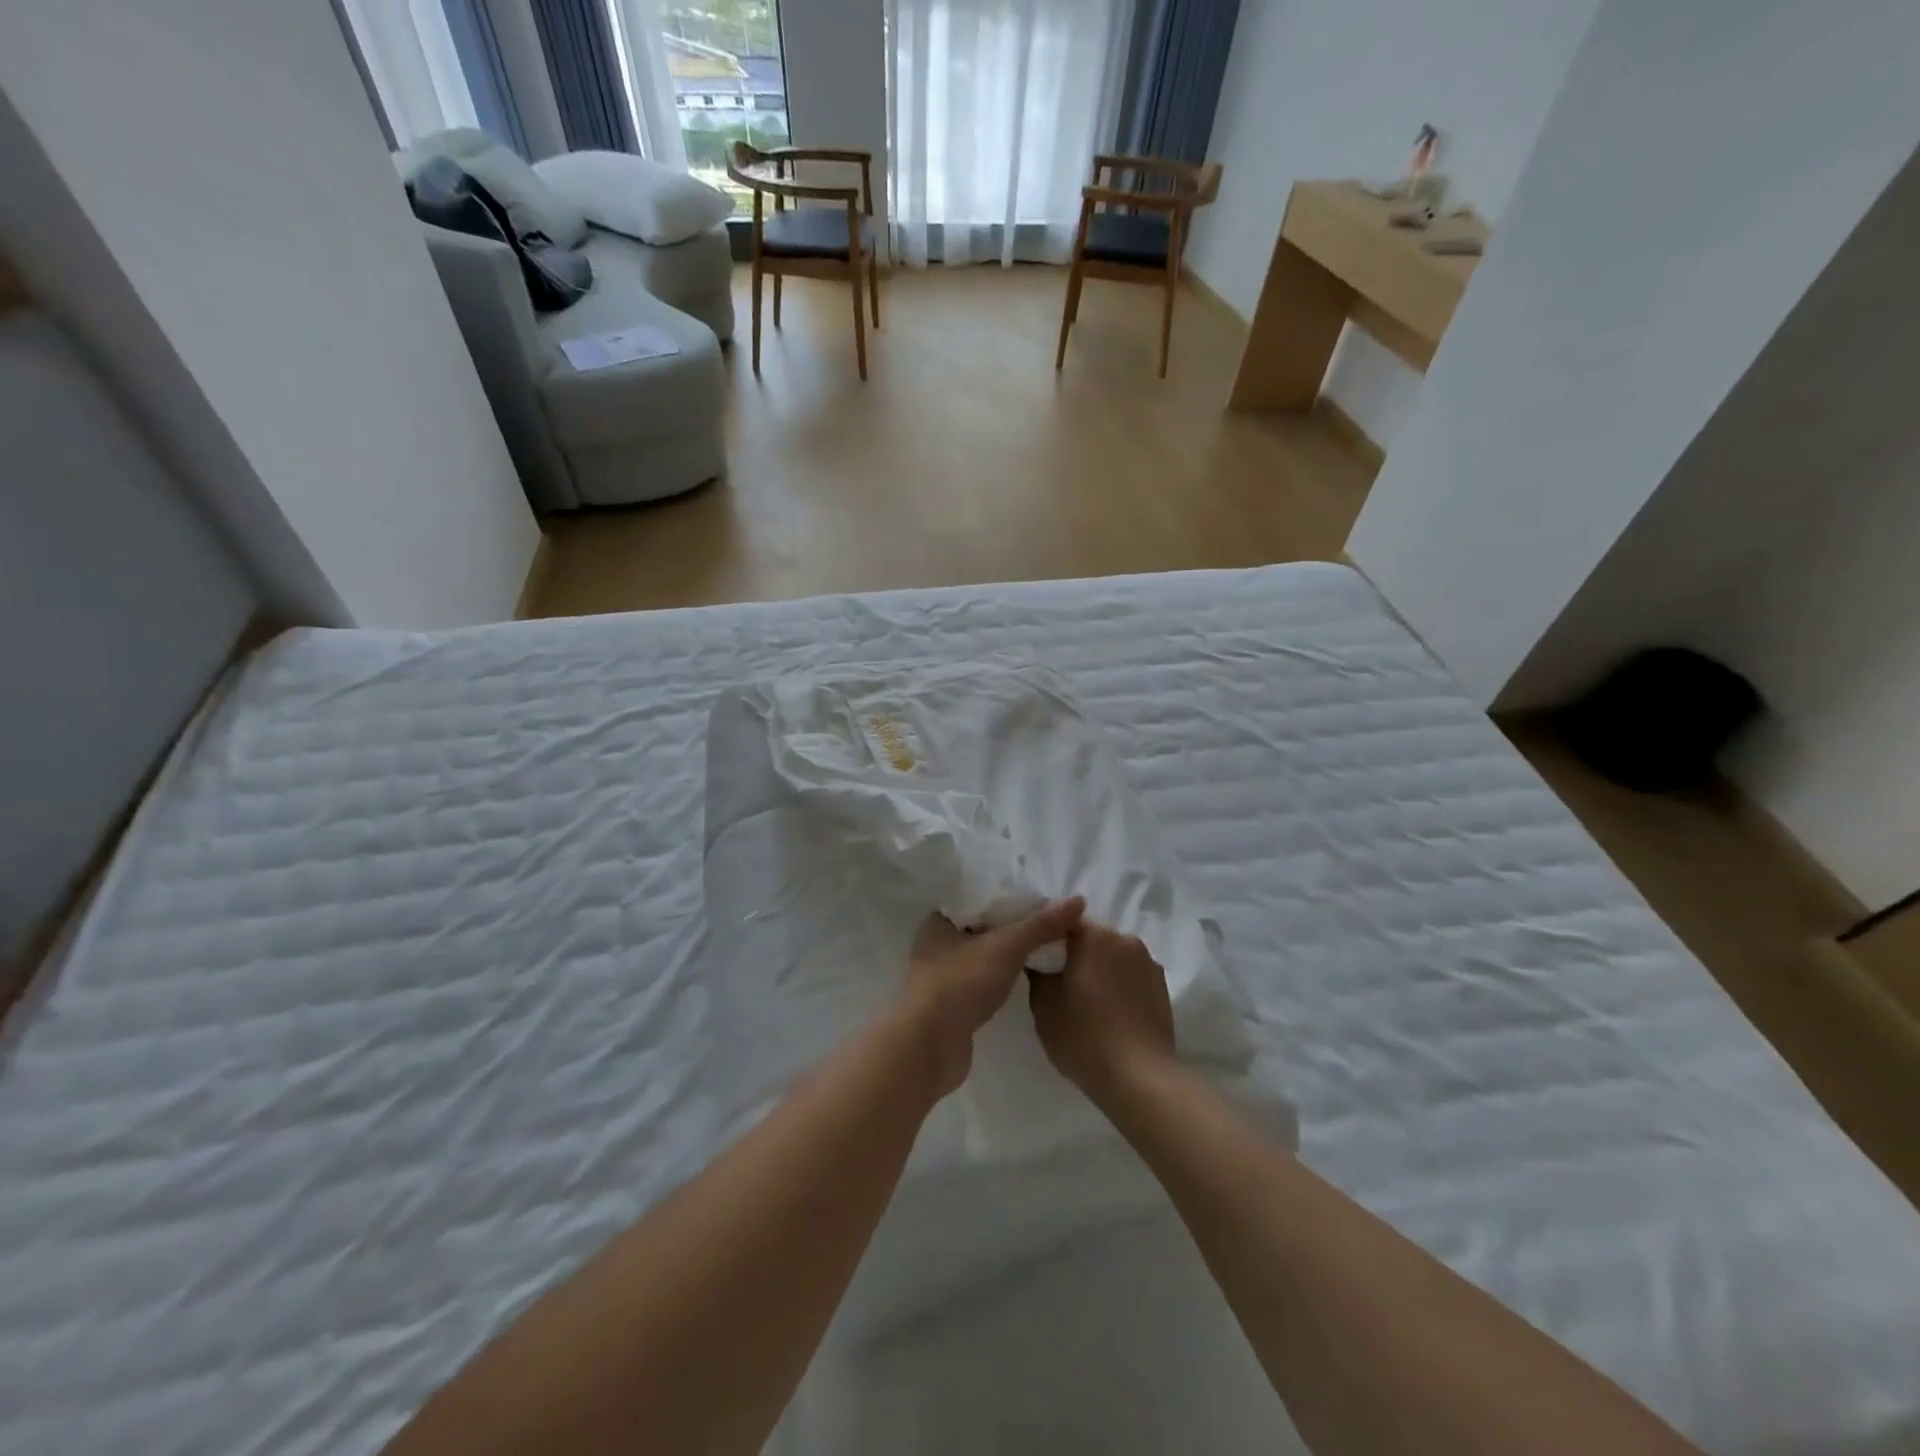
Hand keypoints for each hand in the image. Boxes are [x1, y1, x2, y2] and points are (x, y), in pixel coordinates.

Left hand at [900, 898, 1085, 1096]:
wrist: (930, 1047)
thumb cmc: (961, 984)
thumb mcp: (1006, 946)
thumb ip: (1041, 925)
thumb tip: (1078, 900)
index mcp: (938, 922)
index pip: (978, 900)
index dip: (1009, 899)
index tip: (1041, 901)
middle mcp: (936, 946)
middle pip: (982, 928)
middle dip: (1012, 928)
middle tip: (1049, 925)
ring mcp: (942, 978)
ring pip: (982, 957)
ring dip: (1007, 956)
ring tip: (1043, 950)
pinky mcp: (951, 1006)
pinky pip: (981, 983)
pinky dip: (1000, 979)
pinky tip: (1023, 980)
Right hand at [1029, 923, 1176, 1104]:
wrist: (1139, 1078)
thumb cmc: (1084, 1038)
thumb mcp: (1044, 1007)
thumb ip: (1038, 974)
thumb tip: (1038, 960)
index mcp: (1093, 936)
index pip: (1062, 923)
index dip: (1048, 939)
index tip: (1040, 960)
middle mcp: (1123, 938)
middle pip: (1091, 937)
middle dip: (1076, 953)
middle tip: (1061, 981)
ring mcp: (1147, 961)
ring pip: (1113, 955)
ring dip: (1100, 967)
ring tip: (1089, 998)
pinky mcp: (1162, 984)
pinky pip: (1131, 973)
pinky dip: (1119, 983)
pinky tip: (1112, 1010)